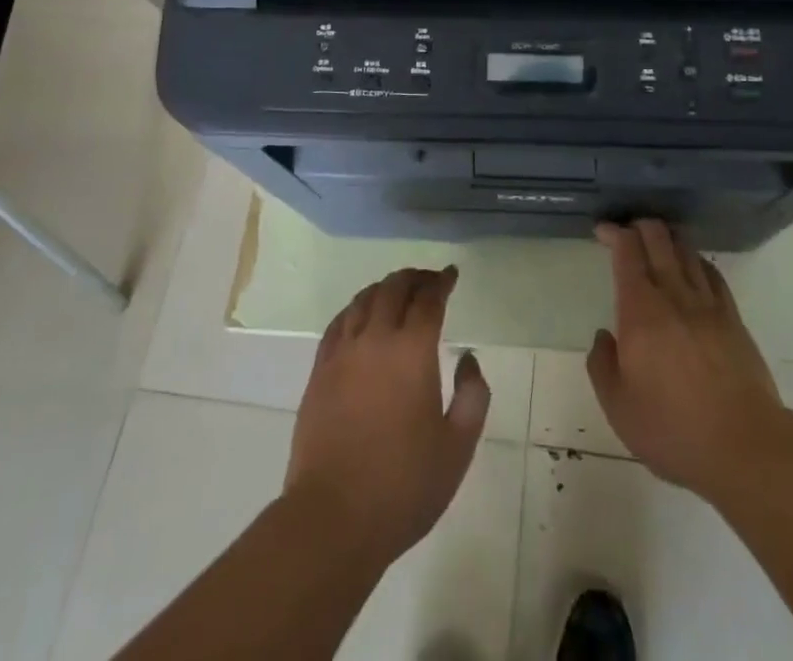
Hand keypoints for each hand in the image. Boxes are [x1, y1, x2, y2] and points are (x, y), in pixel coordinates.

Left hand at [285, 266, 490, 564]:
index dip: (442, 282)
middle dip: (414, 278)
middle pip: (393, 288)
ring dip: (384, 288)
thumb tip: (468, 358)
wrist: (332, 518)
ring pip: (363, 300)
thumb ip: (473, 396)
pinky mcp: (319, 372)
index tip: (451, 274)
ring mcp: (342, 353)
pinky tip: (361, 316)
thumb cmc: (403, 485)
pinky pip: (338, 323)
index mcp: (412, 351)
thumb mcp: (457, 448)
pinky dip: (355, 308)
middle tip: (428, 281)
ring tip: (397, 292)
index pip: (428, 299)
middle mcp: (376, 339)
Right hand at [586, 221, 792, 504]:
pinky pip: (712, 275)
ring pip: (686, 252)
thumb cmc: (673, 429)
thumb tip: (604, 337)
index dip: (614, 233)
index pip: (627, 252)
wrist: (745, 447)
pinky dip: (697, 262)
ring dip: (668, 239)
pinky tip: (692, 268)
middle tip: (627, 231)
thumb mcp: (619, 408)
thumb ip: (602, 365)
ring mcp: (708, 305)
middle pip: (659, 239)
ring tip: (657, 243)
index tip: (602, 231)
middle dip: (640, 226)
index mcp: (641, 311)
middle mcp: (674, 295)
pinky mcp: (733, 319)